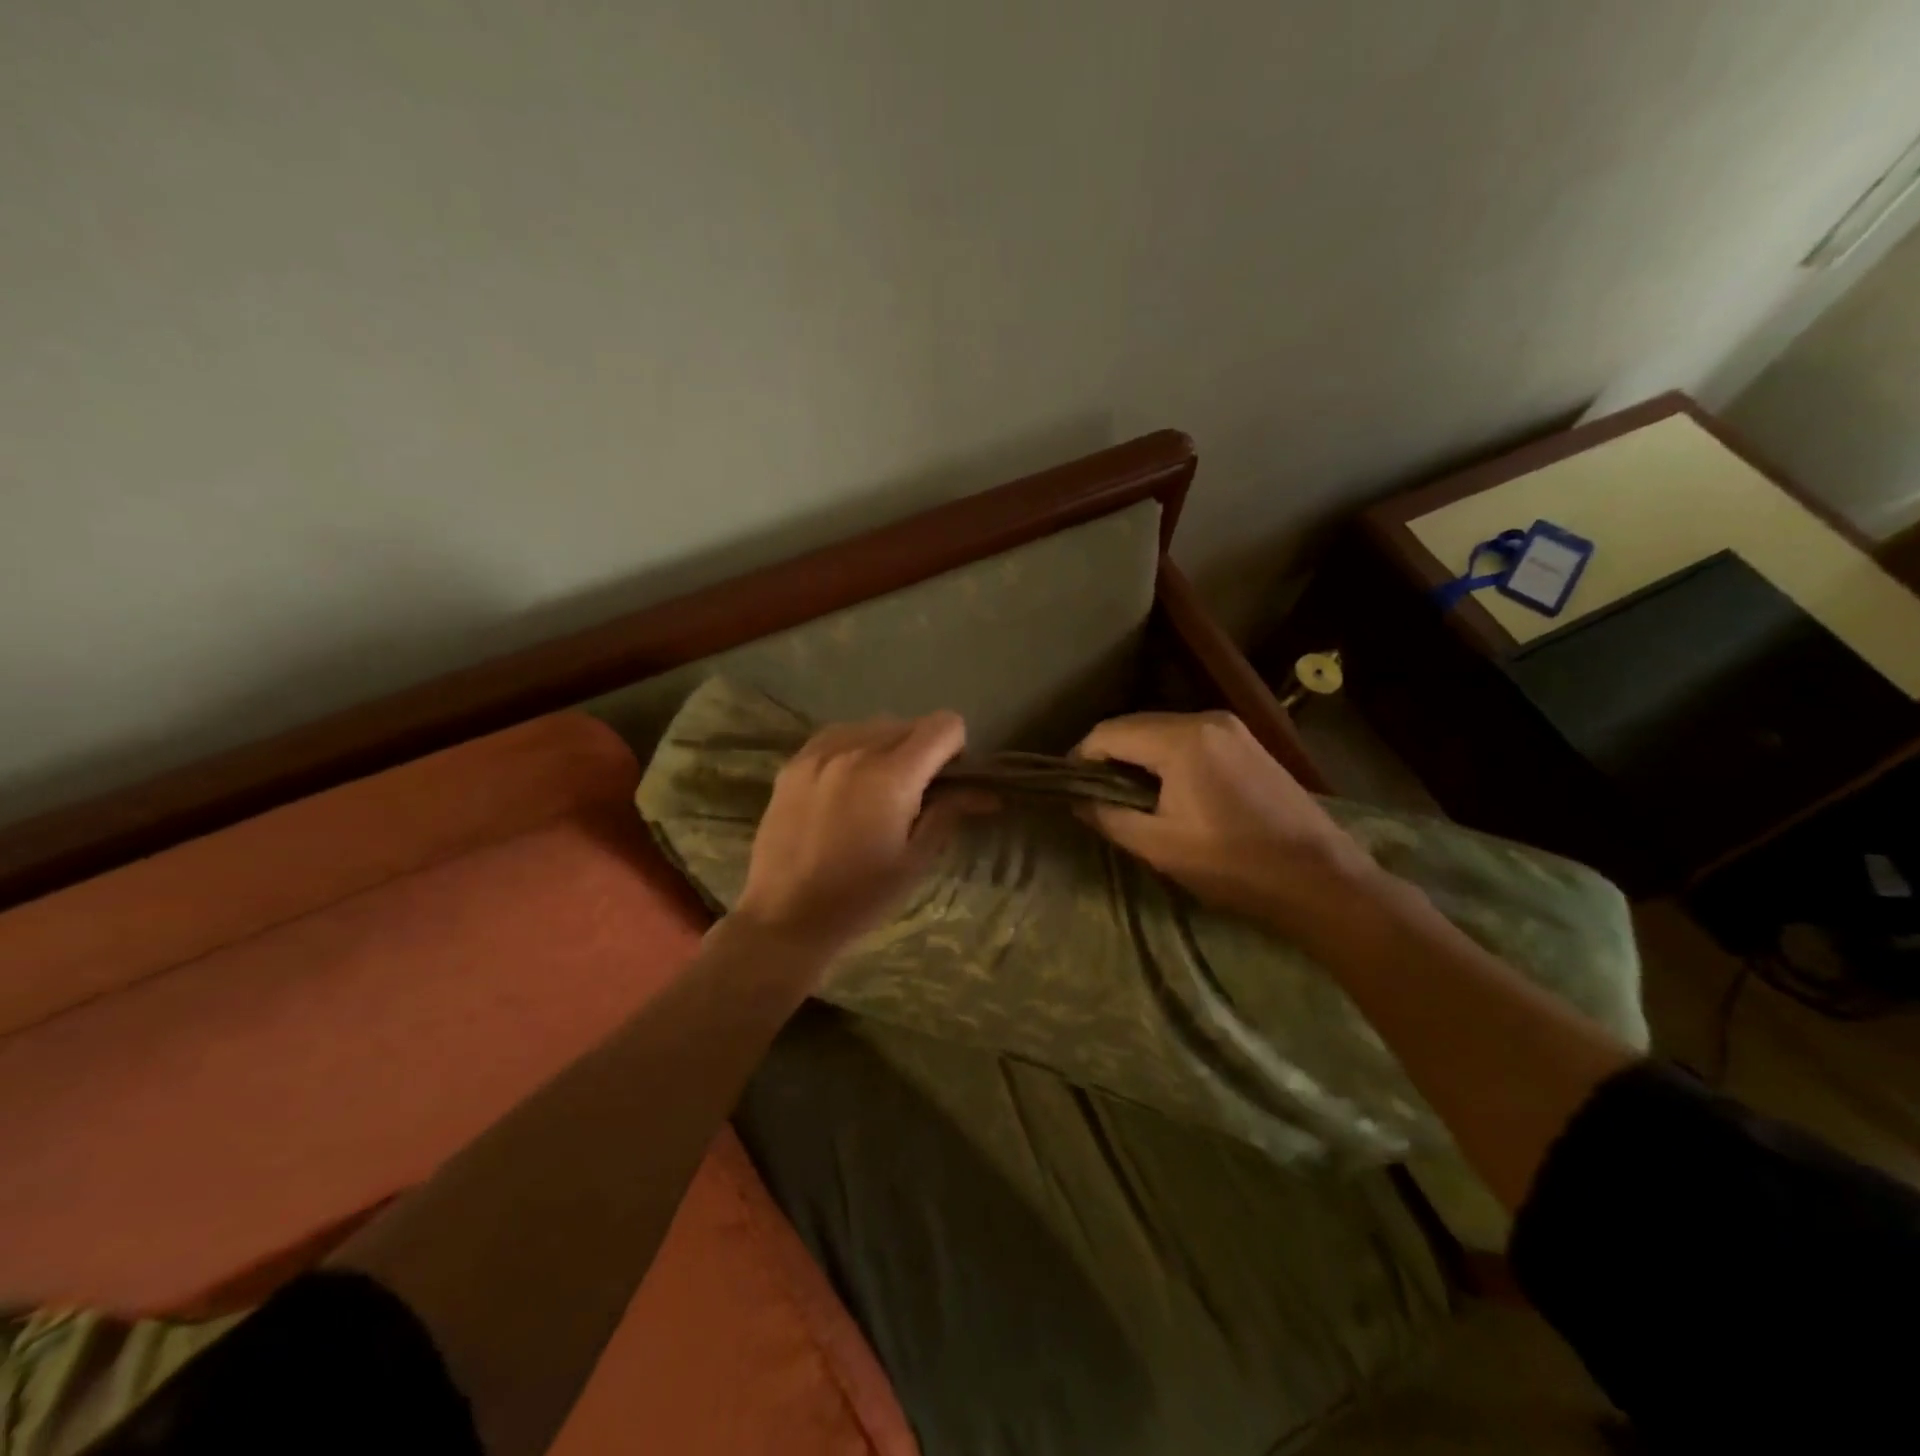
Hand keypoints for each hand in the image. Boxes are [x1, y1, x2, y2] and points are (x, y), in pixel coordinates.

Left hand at [733, 712, 978, 958]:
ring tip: (878, 789)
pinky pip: (838, 735)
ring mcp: (819, 752)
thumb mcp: (914, 861)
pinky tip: (848, 784)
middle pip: (910, 723)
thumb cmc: (859, 898)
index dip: (956, 750)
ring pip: (873, 725)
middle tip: (916, 793)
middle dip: (924, 750)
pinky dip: (855, 748)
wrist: (784, 917)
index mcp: (891, 775)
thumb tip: (986, 793)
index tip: (948, 782)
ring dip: (889, 746)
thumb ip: (949, 813)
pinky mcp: (794, 763)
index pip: (944, 725)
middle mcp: (855, 749)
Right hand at [1073, 710, 1386, 931]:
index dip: (1081, 757)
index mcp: (1182, 739)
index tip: (1068, 786)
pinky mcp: (1247, 742)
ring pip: (1162, 731)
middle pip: (1136, 726)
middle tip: (1093, 793)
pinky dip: (1166, 756)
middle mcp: (1206, 719)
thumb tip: (1077, 801)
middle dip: (1108, 755)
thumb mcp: (1159, 846)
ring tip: (1125, 795)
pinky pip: (1189, 739)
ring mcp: (1231, 728)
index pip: (1109, 733)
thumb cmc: (1233, 864)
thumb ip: (1109, 816)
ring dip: (1137, 756)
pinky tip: (1165, 789)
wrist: (1319, 877)